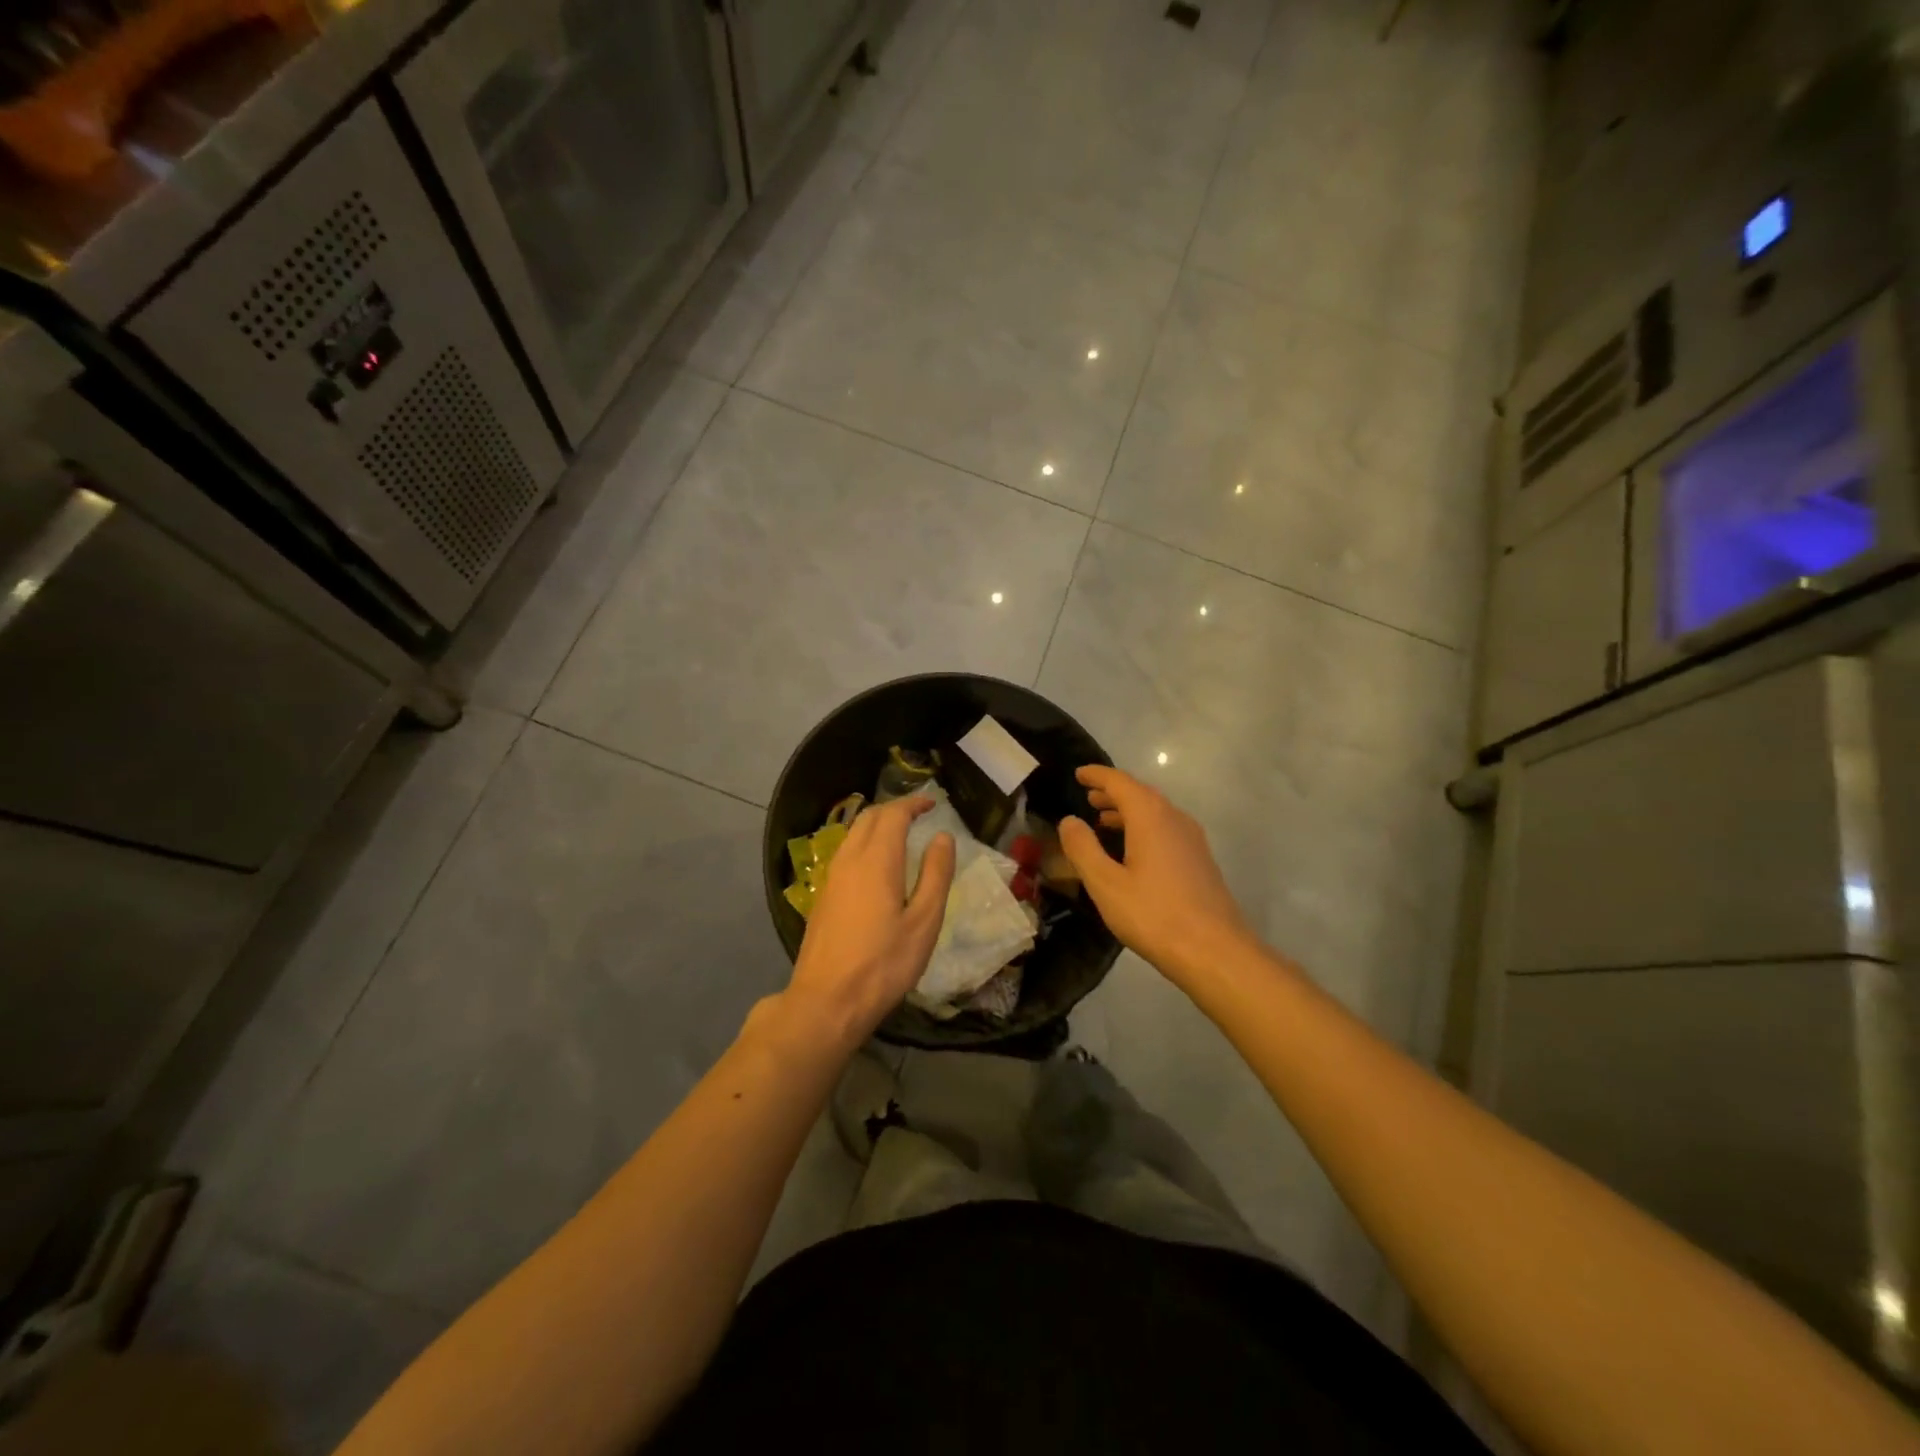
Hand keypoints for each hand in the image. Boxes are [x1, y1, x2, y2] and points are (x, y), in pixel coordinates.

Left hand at [787, 796, 955, 1047]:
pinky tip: (877, 867)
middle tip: (918, 816)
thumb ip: (935, 875)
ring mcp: (831, 878)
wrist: (826, 1002)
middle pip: (869, 818)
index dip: (914, 804)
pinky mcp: (823, 896)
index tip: (932, 804)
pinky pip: (845, 853)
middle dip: (894, 810)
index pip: (893, 815)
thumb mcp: (924, 922)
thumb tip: (942, 837)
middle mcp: (849, 860)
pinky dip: (864, 844)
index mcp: (876, 861)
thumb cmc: (883, 964)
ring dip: (877, 825)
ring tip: (901, 836)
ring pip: (853, 834)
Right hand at [1059, 765, 1254, 984]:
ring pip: (1156, 812)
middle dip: (1113, 792)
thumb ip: (1083, 848)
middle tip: (1088, 796)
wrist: (1214, 951)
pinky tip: (1132, 850)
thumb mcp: (1106, 884)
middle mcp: (1174, 818)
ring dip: (1128, 810)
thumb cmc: (1154, 915)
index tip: (1078, 773)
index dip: (1097, 775)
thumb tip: (1069, 821)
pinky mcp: (1199, 860)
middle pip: (1141, 793)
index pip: (1120, 782)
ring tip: (1104, 820)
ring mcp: (1192, 839)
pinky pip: (1166, 829)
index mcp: (1150, 817)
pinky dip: (1143, 827)